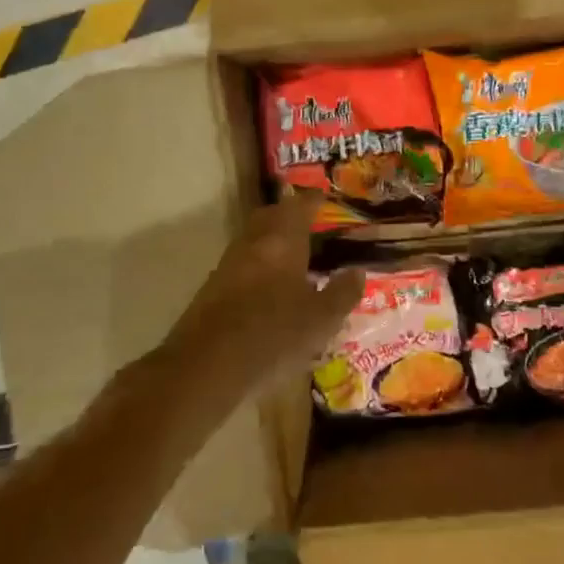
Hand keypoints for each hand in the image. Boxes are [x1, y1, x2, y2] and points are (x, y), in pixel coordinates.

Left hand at [156, 193, 364, 412]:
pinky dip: (261, 266)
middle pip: (270, 217)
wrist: (207, 366)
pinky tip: (272, 287)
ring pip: (254, 241)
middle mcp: (252, 244)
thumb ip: (342, 292)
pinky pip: (243, 265)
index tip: (324, 197)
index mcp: (281, 240)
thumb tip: (357, 272)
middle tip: (309, 221)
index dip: (313, 200)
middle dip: (289, 215)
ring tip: (295, 255)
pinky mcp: (214, 290)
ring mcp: (228, 266)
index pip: (299, 207)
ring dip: (273, 241)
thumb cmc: (273, 335)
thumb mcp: (321, 318)